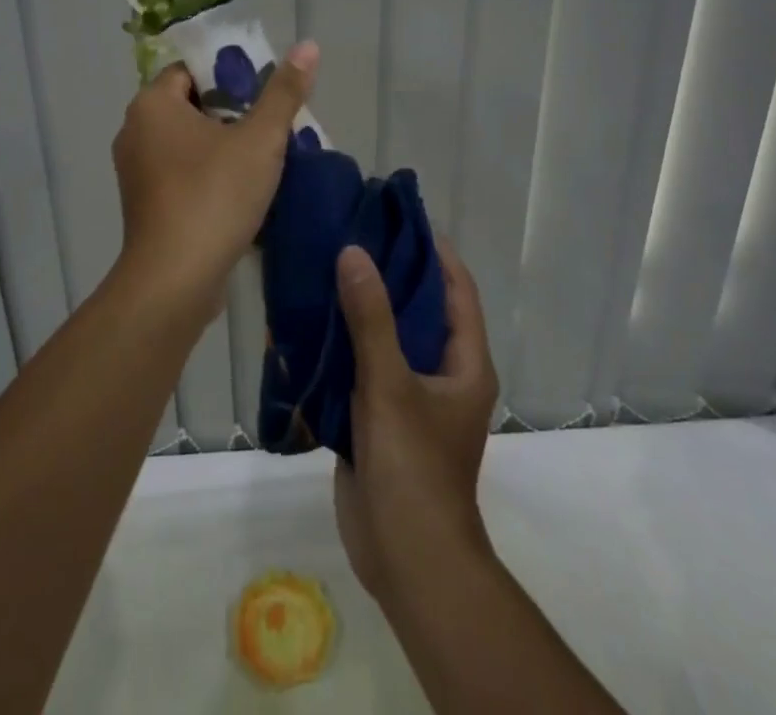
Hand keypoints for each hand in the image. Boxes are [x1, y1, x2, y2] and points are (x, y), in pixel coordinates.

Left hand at [110, 42, 318, 322]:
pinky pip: (181, 172)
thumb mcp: (260, 140)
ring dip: (223, 145)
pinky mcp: (145, 203)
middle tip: (273, 125)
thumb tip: (308, 46)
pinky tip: (242, 189)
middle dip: (233, 112)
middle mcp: (135, 130)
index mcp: (152, 104)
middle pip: (191, 105)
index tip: (265, 93)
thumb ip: (284, 92)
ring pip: (187, 142)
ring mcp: (135, 170)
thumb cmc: (214, 196)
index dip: (231, 75)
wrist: (175, 280)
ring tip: (265, 156)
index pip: (192, 70)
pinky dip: (208, 173)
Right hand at [334, 238, 498, 604]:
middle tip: (351, 233)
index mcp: (464, 362)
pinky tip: (311, 319)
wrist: (405, 558)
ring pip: (387, 337)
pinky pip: (362, 366)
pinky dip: (343, 341)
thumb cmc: (414, 467)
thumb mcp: (391, 385)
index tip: (398, 216)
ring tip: (326, 265)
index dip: (433, 250)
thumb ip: (371, 318)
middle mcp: (442, 372)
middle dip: (389, 273)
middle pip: (418, 308)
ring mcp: (410, 395)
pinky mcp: (380, 416)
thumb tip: (354, 252)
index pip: (456, 289)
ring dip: (361, 306)